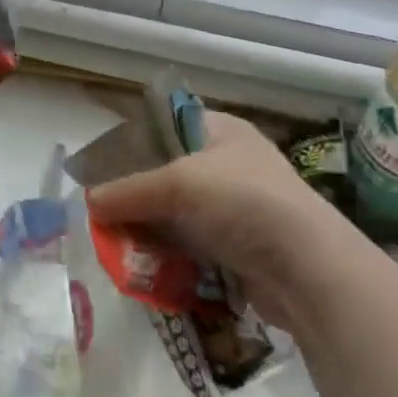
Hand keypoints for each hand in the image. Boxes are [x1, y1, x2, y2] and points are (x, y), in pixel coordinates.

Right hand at [86, 110, 344, 326]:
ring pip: (177, 213)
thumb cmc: (243, 202)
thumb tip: (88, 203)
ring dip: (149, 229)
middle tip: (103, 213)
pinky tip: (145, 266)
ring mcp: (237, 207)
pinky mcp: (240, 248)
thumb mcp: (176, 184)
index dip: (133, 143)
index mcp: (221, 130)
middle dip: (136, 195)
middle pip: (167, 173)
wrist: (309, 270)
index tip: (101, 167)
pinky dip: (169, 255)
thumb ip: (127, 191)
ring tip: (117, 244)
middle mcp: (229, 164)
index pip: (166, 126)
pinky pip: (192, 246)